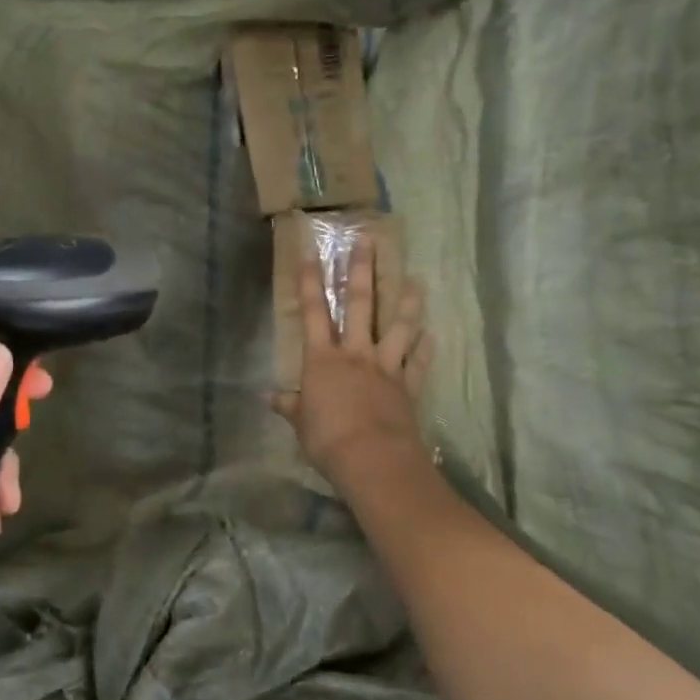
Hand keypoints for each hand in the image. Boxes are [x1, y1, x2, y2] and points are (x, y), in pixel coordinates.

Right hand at [273, 232, 431, 488]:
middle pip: (360, 306)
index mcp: (322, 360)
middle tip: (368, 241)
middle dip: (361, 272)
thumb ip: (289, 405)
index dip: (310, 281)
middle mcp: (355, 354)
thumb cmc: (327, 440)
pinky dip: (425, 348)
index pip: (313, 313)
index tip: (311, 252)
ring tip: (416, 281)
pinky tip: (432, 334)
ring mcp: (385, 368)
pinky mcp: (407, 386)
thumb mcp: (300, 423)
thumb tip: (267, 397)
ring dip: (406, 304)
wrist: (372, 458)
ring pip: (398, 328)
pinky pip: (418, 363)